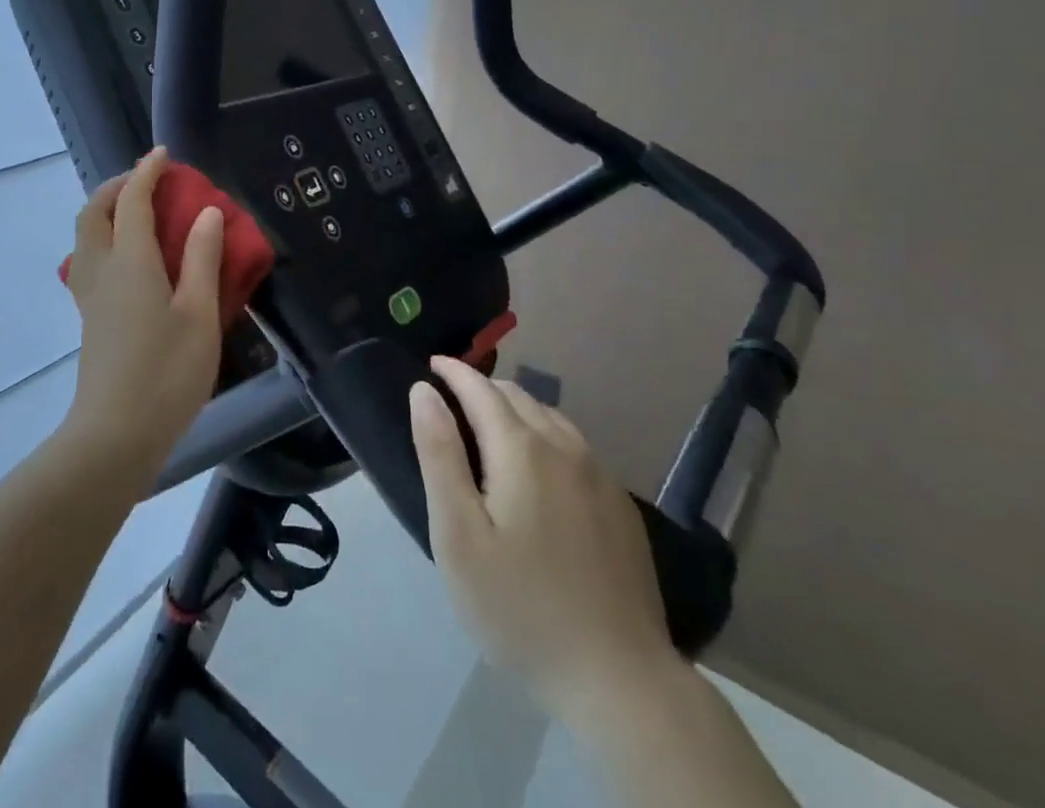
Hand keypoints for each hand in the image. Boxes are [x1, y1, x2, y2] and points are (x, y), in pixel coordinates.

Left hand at [60, 148, 224, 479]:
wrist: (115, 436)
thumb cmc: (166, 374)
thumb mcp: (198, 314)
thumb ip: (201, 259)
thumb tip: (206, 213)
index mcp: (131, 262)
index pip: (133, 201)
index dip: (147, 172)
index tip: (164, 155)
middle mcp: (102, 270)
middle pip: (94, 212)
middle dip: (117, 186)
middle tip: (147, 181)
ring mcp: (90, 296)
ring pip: (85, 236)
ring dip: (106, 211)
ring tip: (138, 213)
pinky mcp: (90, 318)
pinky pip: (89, 258)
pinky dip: (105, 238)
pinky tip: (132, 257)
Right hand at [410, 356, 675, 708]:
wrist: (619, 679)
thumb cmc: (520, 607)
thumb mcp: (458, 535)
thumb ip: (439, 455)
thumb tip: (424, 391)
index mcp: (521, 448)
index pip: (481, 389)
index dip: (454, 372)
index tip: (431, 365)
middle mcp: (564, 447)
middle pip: (517, 396)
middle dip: (482, 388)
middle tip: (452, 401)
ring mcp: (599, 475)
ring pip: (550, 417)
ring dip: (516, 409)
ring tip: (490, 426)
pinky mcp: (620, 505)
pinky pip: (575, 446)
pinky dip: (545, 435)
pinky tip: (539, 467)